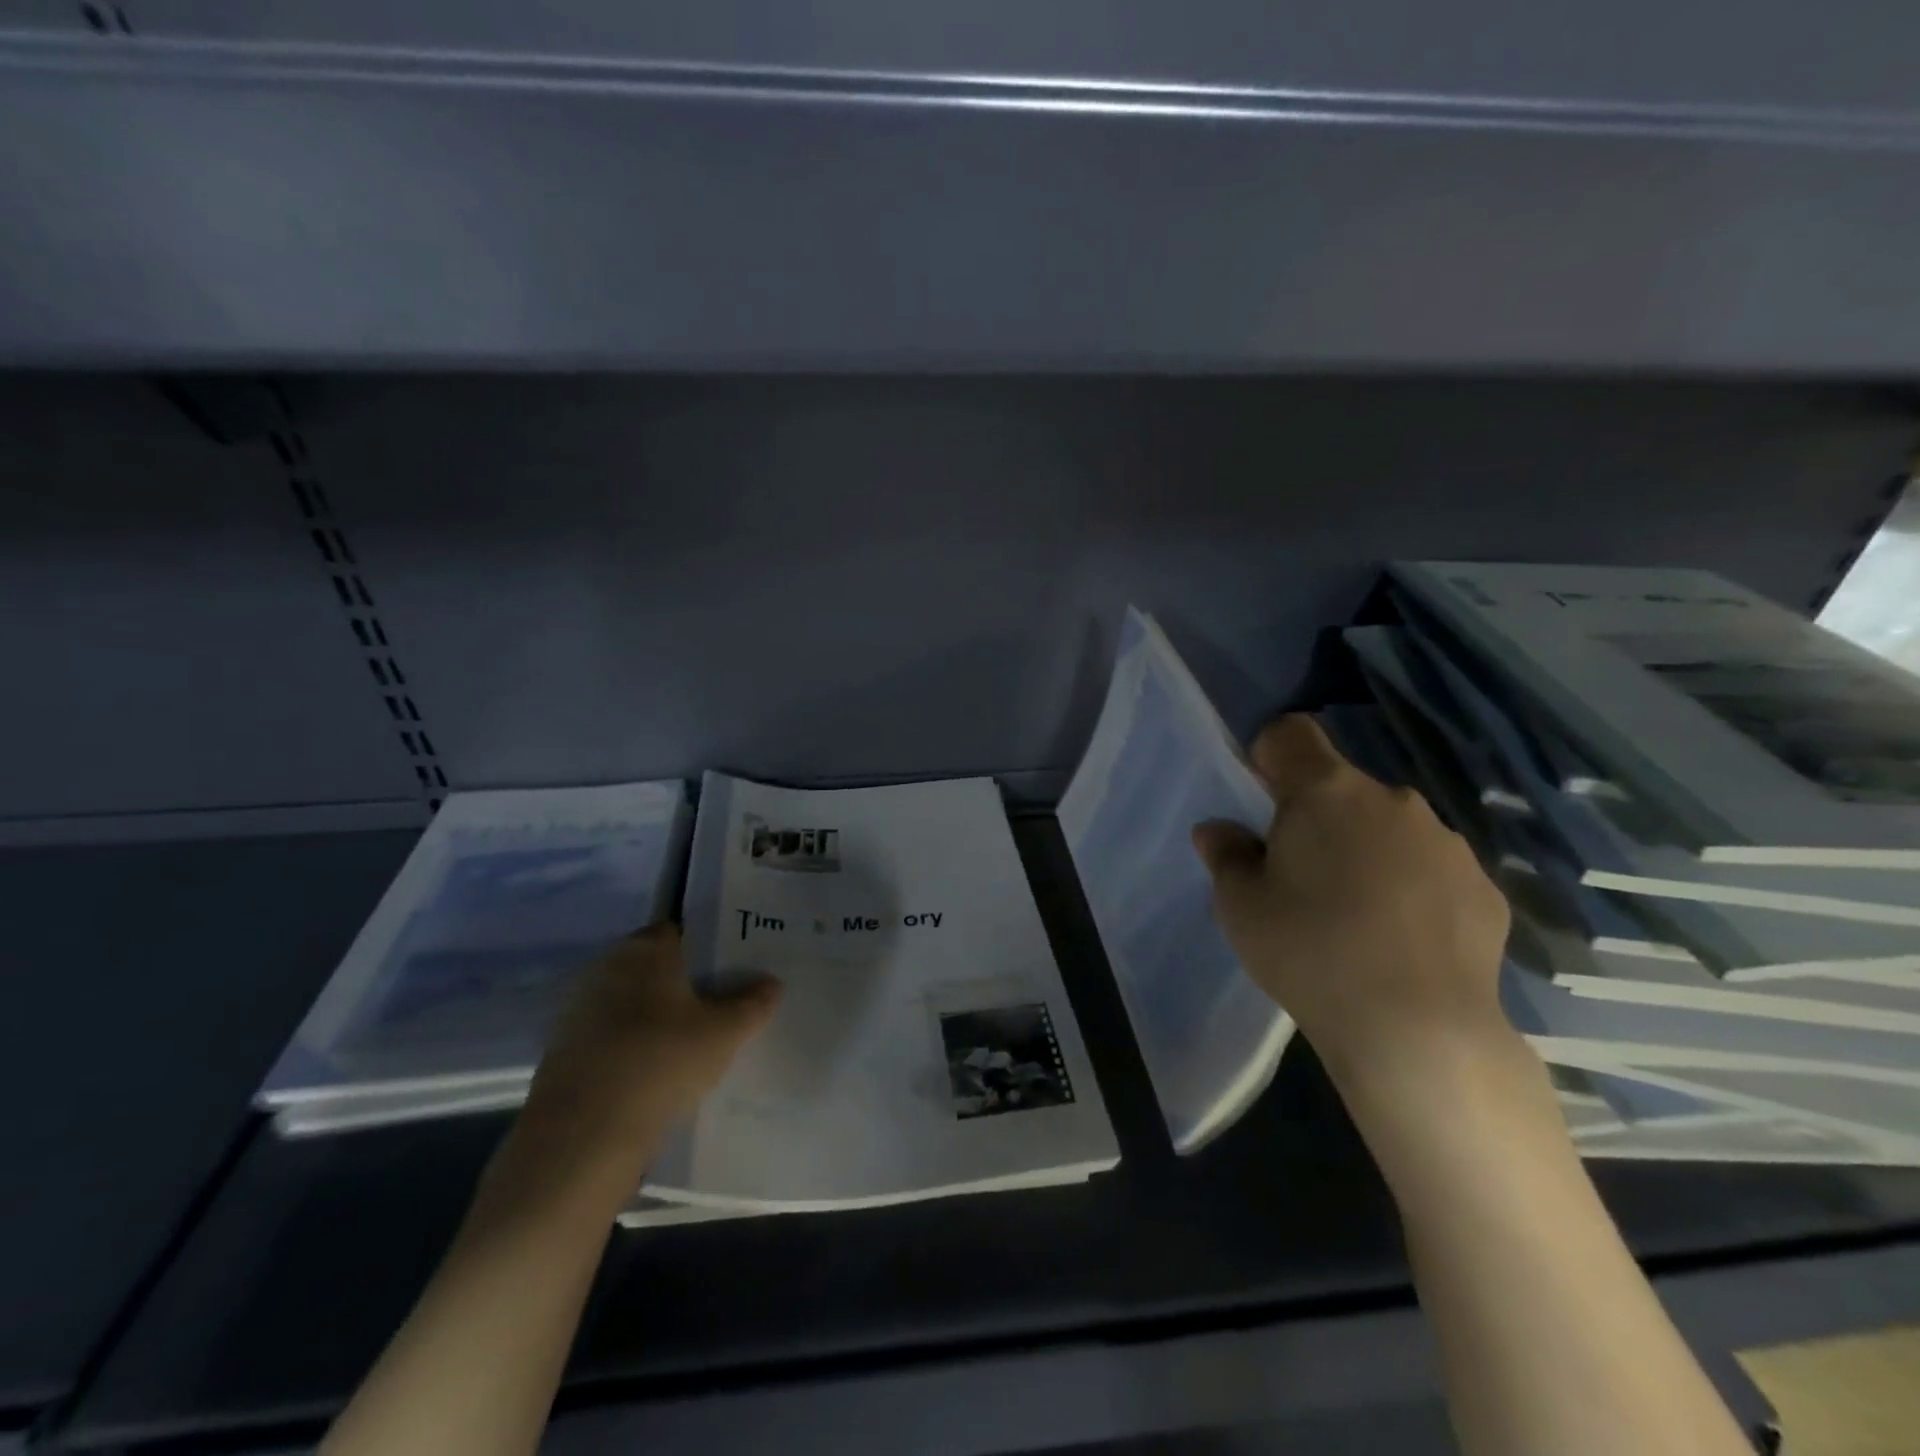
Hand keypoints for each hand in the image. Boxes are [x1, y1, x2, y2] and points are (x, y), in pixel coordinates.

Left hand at [481, 924, 780, 1220]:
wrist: (582, 1138)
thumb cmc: (661, 1062)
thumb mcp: (725, 1033)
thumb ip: (753, 1003)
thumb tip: (772, 983)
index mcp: (644, 950)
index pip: (679, 932)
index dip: (706, 948)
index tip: (731, 971)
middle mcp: (606, 968)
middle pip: (654, 969)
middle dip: (683, 985)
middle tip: (720, 1008)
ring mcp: (579, 1011)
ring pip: (631, 1005)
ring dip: (656, 1020)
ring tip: (694, 1046)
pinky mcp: (564, 1053)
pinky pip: (612, 1039)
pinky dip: (633, 1049)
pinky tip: (657, 1076)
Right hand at [1191, 715, 1512, 1101]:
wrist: (1417, 1029)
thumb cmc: (1308, 951)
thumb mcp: (1239, 906)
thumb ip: (1226, 856)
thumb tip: (1221, 831)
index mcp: (1326, 792)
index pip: (1292, 734)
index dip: (1269, 756)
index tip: (1261, 802)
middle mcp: (1392, 800)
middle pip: (1341, 787)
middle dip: (1317, 817)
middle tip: (1300, 876)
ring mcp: (1447, 843)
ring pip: (1389, 828)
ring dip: (1366, 851)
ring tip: (1355, 916)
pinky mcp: (1485, 888)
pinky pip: (1431, 869)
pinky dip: (1411, 888)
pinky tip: (1401, 941)